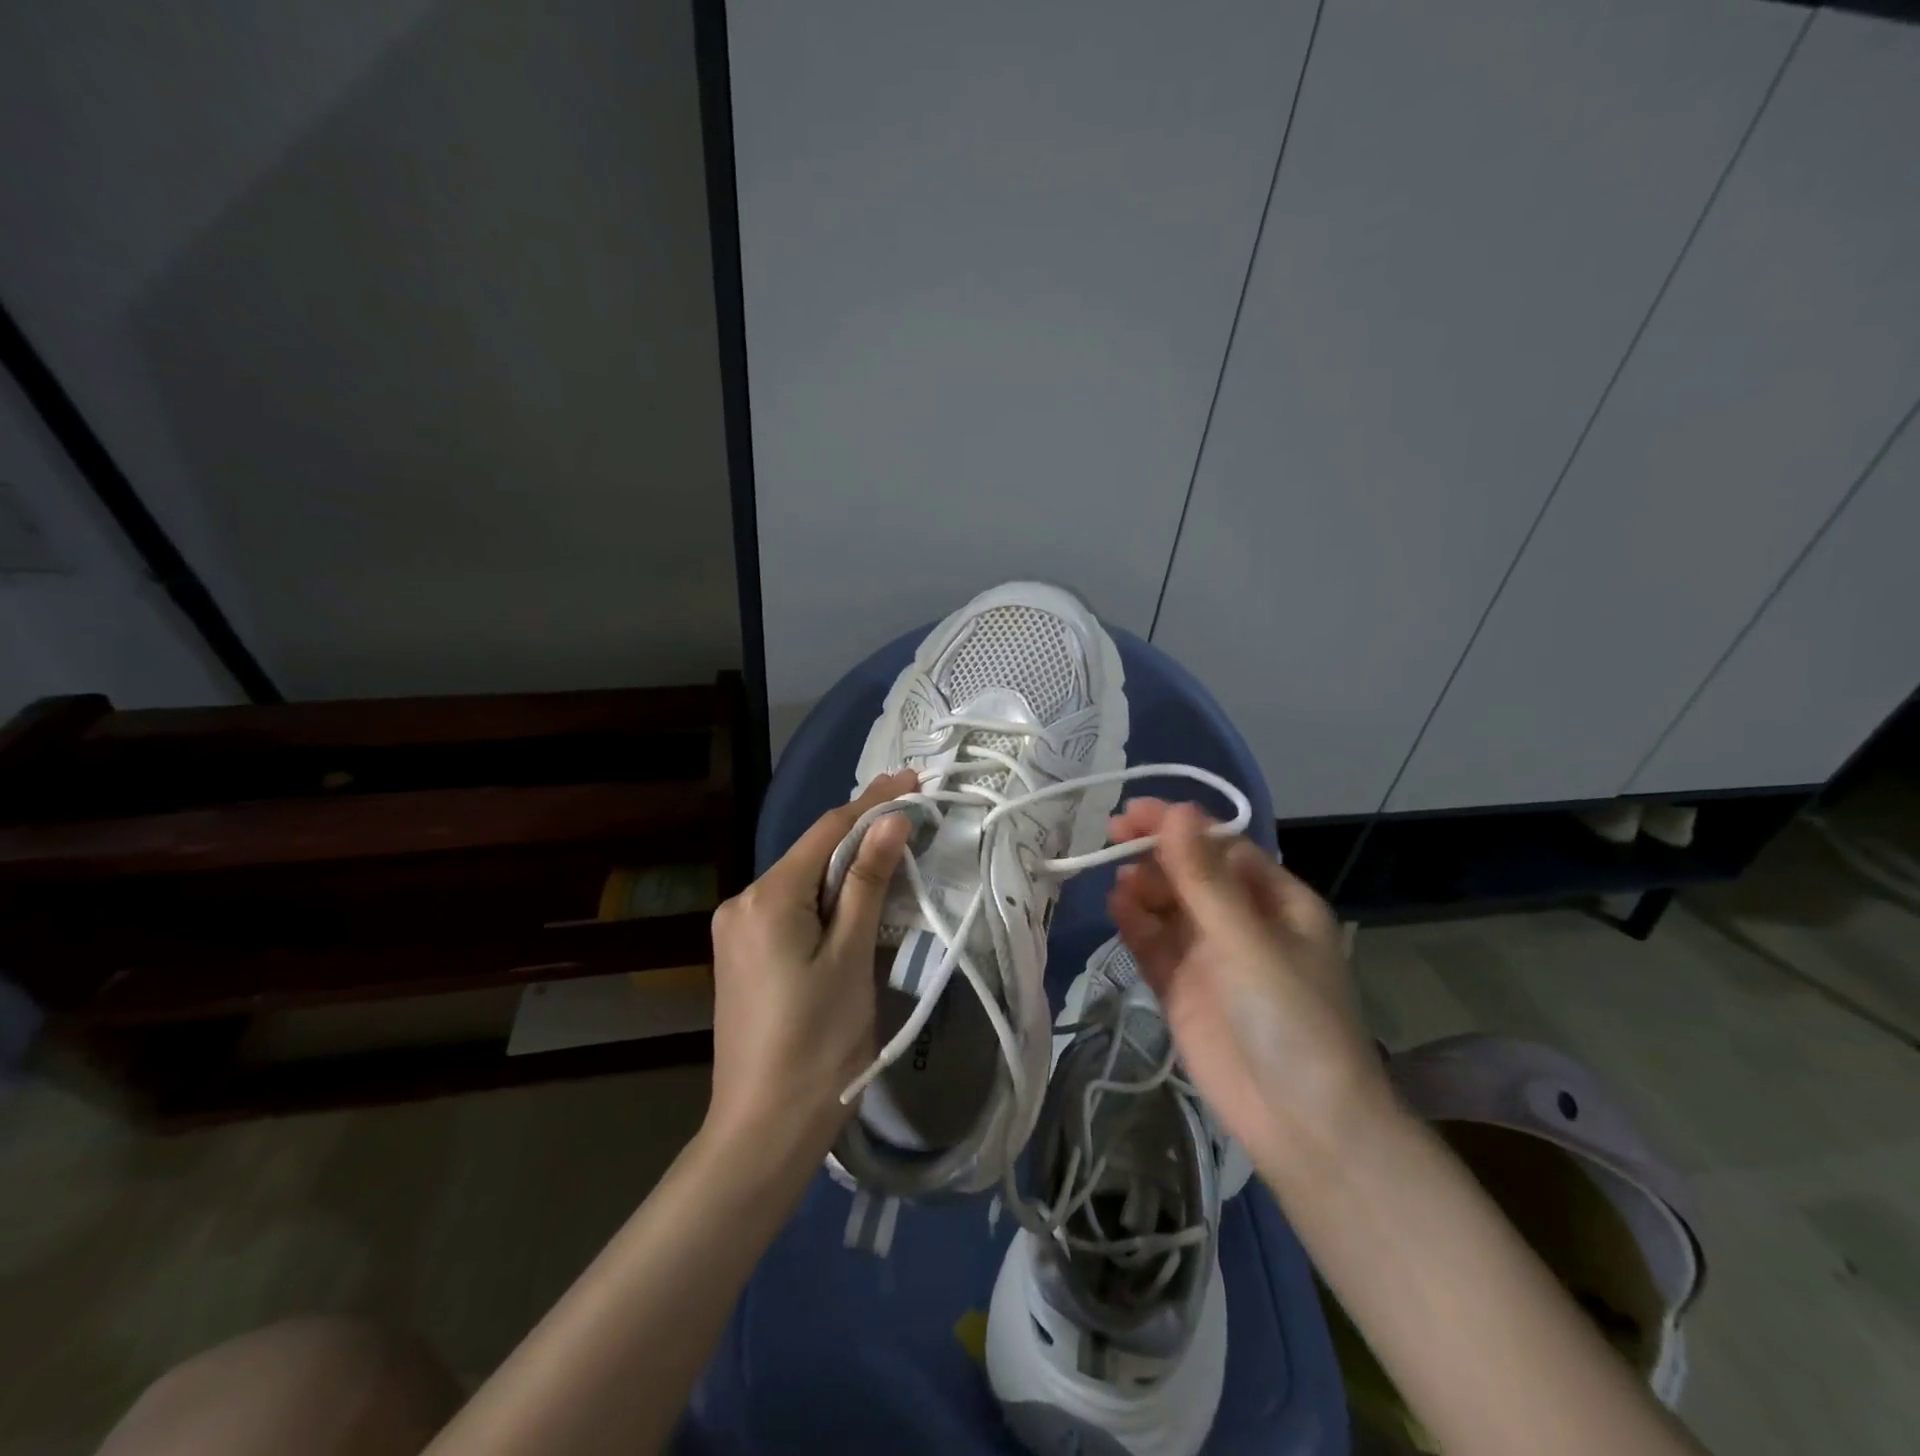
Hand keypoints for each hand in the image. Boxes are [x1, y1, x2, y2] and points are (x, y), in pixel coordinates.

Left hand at [704, 772, 915, 1165]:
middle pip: (811, 853)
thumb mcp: (851, 956)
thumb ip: (867, 882)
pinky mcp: (742, 955)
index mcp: (766, 897)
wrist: (762, 1131)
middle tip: (912, 817)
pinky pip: (790, 909)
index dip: (872, 802)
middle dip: (861, 834)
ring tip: (894, 853)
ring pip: (801, 882)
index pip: (827, 830)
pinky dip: (826, 898)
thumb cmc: (818, 1044)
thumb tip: (892, 819)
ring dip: (845, 867)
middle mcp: (742, 902)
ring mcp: (736, 931)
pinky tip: (855, 899)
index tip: (913, 781)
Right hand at [1105, 800, 1392, 1180]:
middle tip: (1113, 838)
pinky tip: (1118, 908)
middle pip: (1192, 873)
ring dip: (1144, 888)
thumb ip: (1204, 878)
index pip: (1222, 847)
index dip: (1179, 826)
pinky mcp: (1183, 989)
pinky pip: (1155, 944)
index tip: (1134, 813)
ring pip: (1169, 907)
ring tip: (1120, 882)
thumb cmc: (1289, 1016)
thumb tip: (1176, 811)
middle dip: (1156, 853)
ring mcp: (1211, 957)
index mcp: (1277, 902)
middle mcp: (1243, 922)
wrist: (1301, 1123)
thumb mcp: (1247, 940)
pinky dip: (1136, 924)